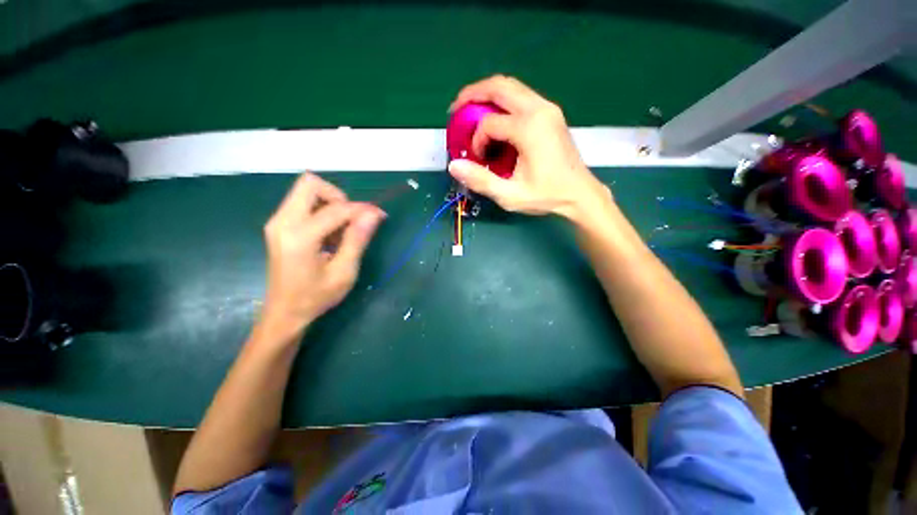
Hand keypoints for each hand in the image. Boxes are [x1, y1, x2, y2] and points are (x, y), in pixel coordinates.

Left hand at [260, 173, 385, 337]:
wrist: (284, 313)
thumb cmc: (315, 297)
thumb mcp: (344, 272)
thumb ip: (357, 240)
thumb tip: (374, 214)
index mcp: (299, 236)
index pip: (336, 208)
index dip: (362, 209)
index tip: (380, 215)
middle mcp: (282, 222)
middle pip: (310, 183)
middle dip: (339, 196)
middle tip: (353, 220)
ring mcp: (277, 222)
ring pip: (306, 191)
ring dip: (331, 205)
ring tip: (342, 232)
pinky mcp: (279, 226)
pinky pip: (303, 204)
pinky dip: (322, 212)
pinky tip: (330, 236)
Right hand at [447, 75, 610, 220]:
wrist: (580, 194)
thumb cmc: (546, 196)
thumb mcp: (510, 195)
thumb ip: (481, 180)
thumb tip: (454, 165)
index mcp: (529, 129)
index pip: (490, 123)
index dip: (477, 140)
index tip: (478, 159)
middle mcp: (539, 109)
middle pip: (499, 86)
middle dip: (472, 94)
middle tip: (457, 110)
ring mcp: (548, 108)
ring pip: (511, 87)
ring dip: (487, 96)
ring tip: (471, 112)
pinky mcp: (551, 113)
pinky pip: (521, 96)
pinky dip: (502, 103)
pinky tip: (494, 120)